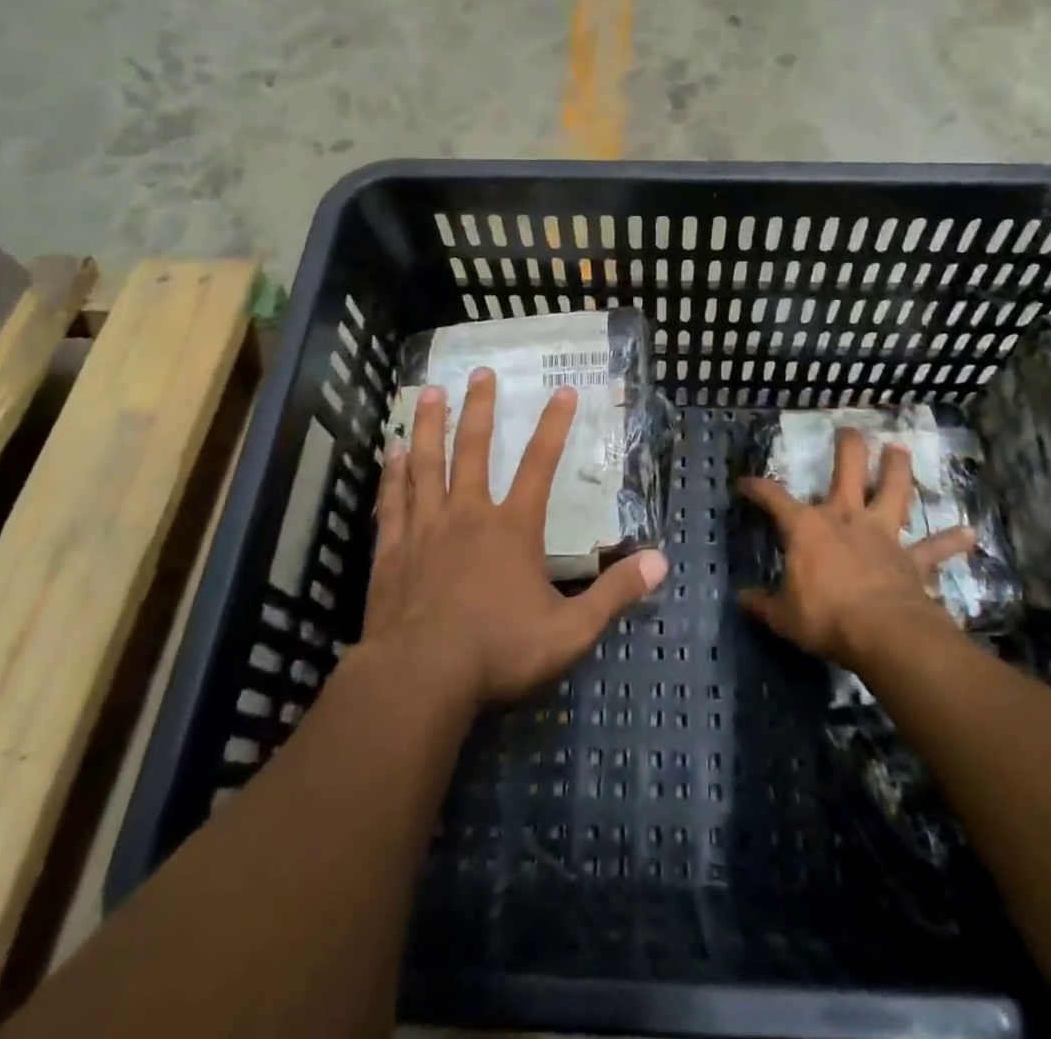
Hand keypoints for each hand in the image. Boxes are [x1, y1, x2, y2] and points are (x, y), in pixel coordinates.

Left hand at [365, 367, 668, 707]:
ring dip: (429, 425)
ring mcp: (425, 529)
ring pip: (426, 463)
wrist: (420, 678)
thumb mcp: (570, 630)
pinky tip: (390, 452)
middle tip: (480, 372)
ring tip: (428, 391)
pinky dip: (392, 474)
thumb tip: (660, 563)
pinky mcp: (392, 550)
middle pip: (473, 449)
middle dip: (479, 408)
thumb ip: (614, 594)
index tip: (564, 391)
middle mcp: (468, 515)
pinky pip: (392, 500)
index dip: (555, 426)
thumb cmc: (499, 651)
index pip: (541, 465)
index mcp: (513, 528)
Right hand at [737, 427, 972, 667]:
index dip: (757, 488)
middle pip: (847, 471)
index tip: (745, 483)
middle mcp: (845, 519)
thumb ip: (762, 605)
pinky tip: (970, 533)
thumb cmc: (825, 617)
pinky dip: (951, 541)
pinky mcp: (912, 559)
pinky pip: (934, 548)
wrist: (883, 632)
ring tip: (900, 450)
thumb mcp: (783, 616)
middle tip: (849, 430)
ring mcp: (882, 535)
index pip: (774, 498)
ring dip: (897, 470)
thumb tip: (742, 600)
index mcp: (807, 528)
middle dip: (848, 448)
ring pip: (893, 491)